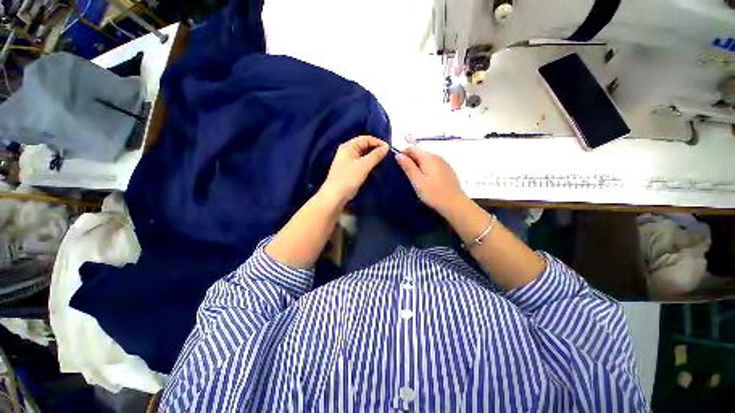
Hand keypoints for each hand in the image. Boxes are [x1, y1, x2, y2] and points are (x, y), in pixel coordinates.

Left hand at [320, 135, 388, 206]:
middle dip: (376, 150)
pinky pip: (362, 163)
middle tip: (387, 157)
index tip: (388, 149)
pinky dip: (369, 164)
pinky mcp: (350, 170)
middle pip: (365, 146)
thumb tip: (386, 147)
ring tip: (383, 163)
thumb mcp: (364, 165)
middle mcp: (348, 151)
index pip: (366, 139)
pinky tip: (376, 169)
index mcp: (348, 146)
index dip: (377, 142)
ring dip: (373, 158)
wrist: (336, 195)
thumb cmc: (348, 178)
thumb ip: (376, 155)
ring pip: (364, 155)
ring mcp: (348, 161)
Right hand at [396, 146, 466, 215]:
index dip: (403, 154)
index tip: (398, 165)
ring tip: (414, 178)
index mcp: (428, 157)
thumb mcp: (417, 181)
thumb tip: (398, 154)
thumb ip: (408, 166)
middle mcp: (437, 156)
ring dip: (418, 165)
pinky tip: (426, 181)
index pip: (412, 148)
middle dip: (410, 160)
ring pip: (427, 159)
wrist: (454, 204)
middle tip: (405, 174)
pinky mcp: (447, 170)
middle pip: (420, 153)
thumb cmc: (433, 193)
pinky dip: (427, 169)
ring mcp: (444, 163)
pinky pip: (433, 165)